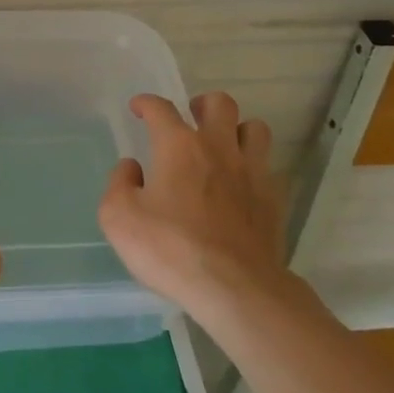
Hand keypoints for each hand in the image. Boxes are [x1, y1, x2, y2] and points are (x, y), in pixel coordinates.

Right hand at [99, 91, 282, 321]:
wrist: (235, 288)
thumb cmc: (171, 249)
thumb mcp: (119, 217)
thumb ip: (119, 184)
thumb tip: (131, 168)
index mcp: (179, 146)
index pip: (161, 108)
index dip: (147, 103)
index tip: (139, 108)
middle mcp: (218, 148)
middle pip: (221, 104)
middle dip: (203, 105)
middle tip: (191, 120)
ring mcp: (252, 172)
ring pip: (255, 128)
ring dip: (238, 131)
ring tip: (224, 147)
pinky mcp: (274, 200)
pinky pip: (268, 168)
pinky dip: (254, 168)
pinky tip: (242, 186)